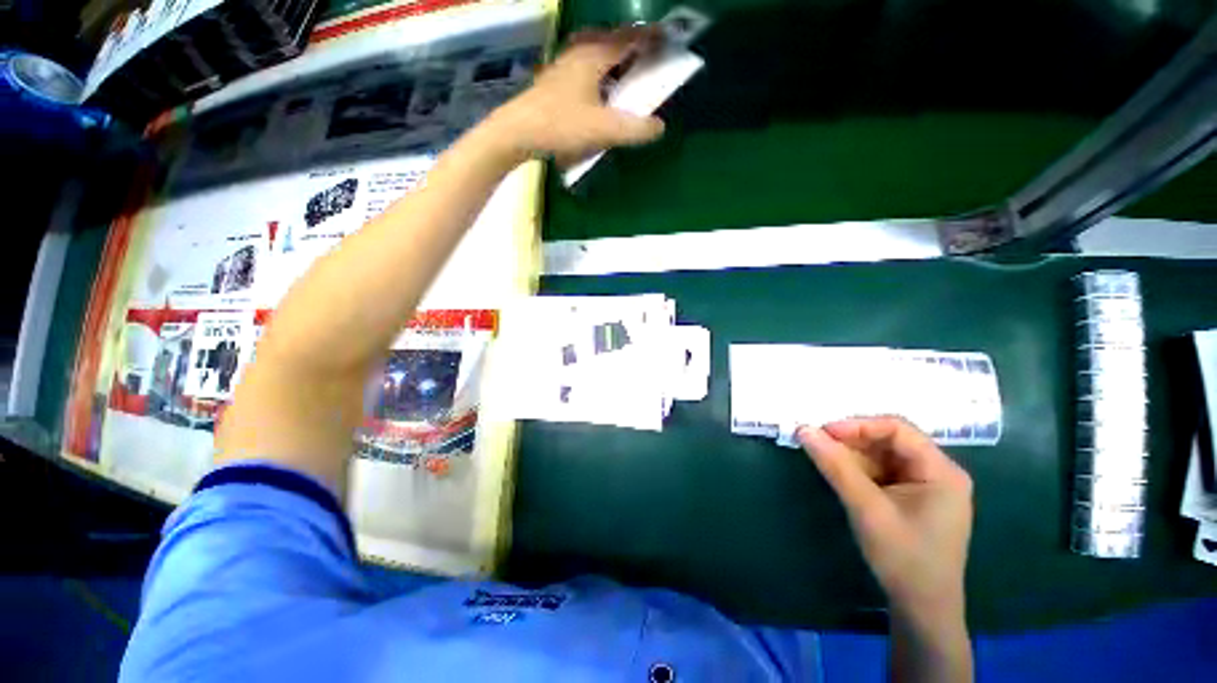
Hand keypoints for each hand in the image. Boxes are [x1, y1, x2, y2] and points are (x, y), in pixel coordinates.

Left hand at [488, 28, 665, 162]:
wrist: (517, 133)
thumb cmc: (561, 126)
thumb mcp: (603, 130)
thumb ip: (634, 129)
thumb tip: (660, 127)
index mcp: (594, 55)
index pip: (630, 38)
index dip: (652, 38)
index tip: (669, 40)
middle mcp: (579, 52)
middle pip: (612, 39)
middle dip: (633, 45)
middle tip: (648, 57)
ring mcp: (564, 64)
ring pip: (596, 51)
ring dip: (614, 58)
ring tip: (626, 73)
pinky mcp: (555, 80)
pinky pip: (584, 66)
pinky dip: (600, 71)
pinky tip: (599, 90)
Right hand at [797, 418, 972, 618]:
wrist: (921, 608)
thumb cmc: (903, 559)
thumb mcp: (867, 510)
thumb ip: (836, 467)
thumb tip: (804, 430)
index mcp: (941, 471)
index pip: (898, 429)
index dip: (857, 425)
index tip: (822, 431)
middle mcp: (936, 471)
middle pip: (889, 440)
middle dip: (851, 439)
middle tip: (817, 443)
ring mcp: (925, 484)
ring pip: (881, 454)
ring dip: (851, 454)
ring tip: (822, 457)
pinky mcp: (911, 495)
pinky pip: (880, 470)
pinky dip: (857, 468)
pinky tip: (838, 473)